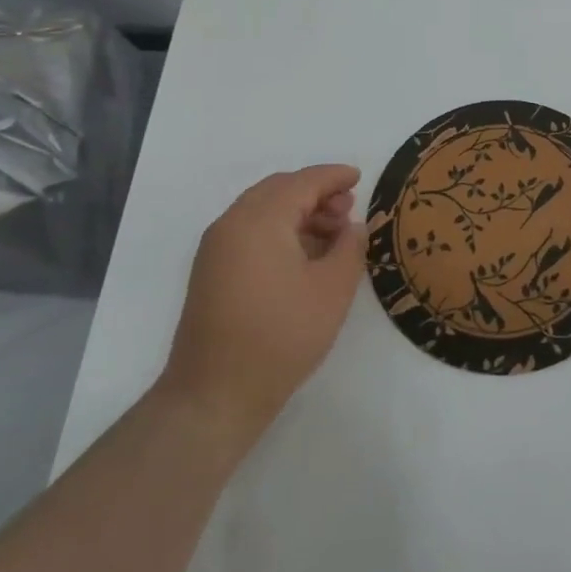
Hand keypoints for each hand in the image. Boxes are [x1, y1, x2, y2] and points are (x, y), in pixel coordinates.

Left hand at [159, 165, 365, 431]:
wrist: (214, 395)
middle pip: (278, 190)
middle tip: (348, 208)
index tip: (359, 177)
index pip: (302, 182)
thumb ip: (350, 247)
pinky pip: (249, 231)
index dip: (333, 176)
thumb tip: (353, 227)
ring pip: (262, 210)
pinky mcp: (211, 271)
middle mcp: (232, 224)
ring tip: (332, 234)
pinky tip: (304, 255)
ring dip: (298, 211)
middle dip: (315, 192)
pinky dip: (279, 229)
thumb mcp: (332, 290)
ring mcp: (216, 248)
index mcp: (259, 220)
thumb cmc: (280, 336)